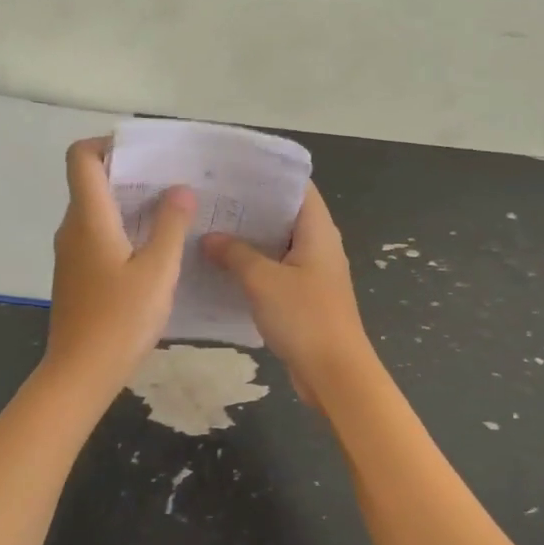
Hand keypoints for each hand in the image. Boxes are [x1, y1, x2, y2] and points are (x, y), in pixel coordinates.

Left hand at [46, 138, 194, 388]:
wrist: (80, 374)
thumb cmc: (120, 320)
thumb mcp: (158, 271)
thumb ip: (170, 226)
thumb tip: (179, 189)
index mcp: (88, 218)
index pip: (81, 157)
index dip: (107, 143)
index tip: (144, 152)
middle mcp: (72, 228)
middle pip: (91, 182)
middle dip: (129, 174)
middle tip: (172, 181)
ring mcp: (70, 253)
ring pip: (96, 211)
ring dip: (128, 204)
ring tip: (171, 212)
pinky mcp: (75, 275)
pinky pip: (96, 236)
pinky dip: (122, 230)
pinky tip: (152, 249)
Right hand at [201, 184, 374, 407]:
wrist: (334, 375)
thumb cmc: (305, 318)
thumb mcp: (263, 281)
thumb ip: (235, 254)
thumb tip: (210, 238)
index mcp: (318, 231)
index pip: (296, 187)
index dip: (267, 175)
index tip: (232, 170)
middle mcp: (319, 246)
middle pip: (284, 215)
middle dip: (250, 207)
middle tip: (211, 198)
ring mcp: (312, 273)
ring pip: (277, 245)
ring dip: (248, 239)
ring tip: (209, 227)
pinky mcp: (303, 297)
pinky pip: (275, 271)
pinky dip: (252, 265)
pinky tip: (221, 266)